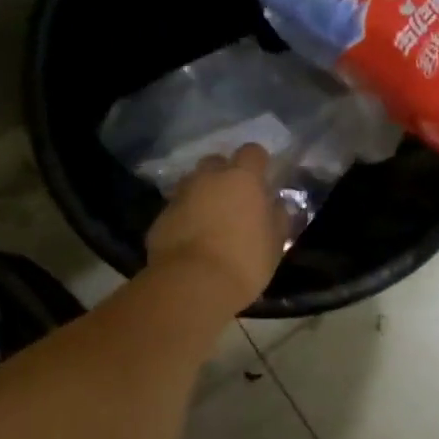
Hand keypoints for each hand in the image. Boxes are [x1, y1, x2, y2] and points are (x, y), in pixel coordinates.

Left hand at [145, 145, 287, 308]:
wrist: (191, 286)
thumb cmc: (244, 261)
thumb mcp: (276, 243)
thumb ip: (278, 217)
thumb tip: (277, 204)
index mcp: (242, 178)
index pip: (252, 152)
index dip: (258, 163)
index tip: (262, 180)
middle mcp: (208, 178)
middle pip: (216, 162)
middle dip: (224, 175)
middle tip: (234, 200)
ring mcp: (180, 196)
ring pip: (192, 184)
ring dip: (202, 195)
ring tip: (210, 220)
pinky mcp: (160, 218)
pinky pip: (177, 209)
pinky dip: (184, 218)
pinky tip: (191, 241)